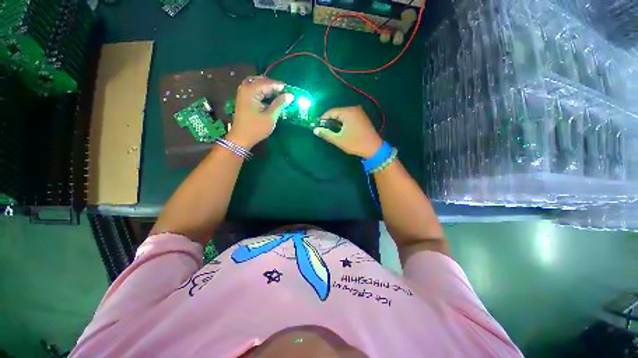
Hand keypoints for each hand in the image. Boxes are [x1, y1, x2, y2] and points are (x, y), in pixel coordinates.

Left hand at [227, 76, 294, 148]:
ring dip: (268, 88)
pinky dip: (263, 91)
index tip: (291, 90)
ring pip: (258, 84)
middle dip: (274, 86)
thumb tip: (290, 95)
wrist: (241, 138)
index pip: (268, 83)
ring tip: (279, 95)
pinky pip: (254, 89)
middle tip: (285, 93)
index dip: (280, 86)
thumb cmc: (256, 128)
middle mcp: (245, 88)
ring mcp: (243, 92)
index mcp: (251, 91)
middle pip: (262, 81)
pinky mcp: (243, 98)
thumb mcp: (270, 117)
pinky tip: (270, 97)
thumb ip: (279, 104)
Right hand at [313, 106, 382, 158]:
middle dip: (330, 121)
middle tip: (324, 130)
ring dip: (337, 122)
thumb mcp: (338, 140)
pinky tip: (342, 130)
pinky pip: (350, 117)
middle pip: (337, 112)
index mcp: (348, 112)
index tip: (317, 126)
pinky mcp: (363, 118)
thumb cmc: (355, 143)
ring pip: (343, 115)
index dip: (323, 118)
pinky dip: (344, 123)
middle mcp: (354, 109)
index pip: (331, 112)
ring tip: (332, 131)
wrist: (374, 148)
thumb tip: (315, 130)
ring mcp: (360, 113)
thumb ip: (326, 134)